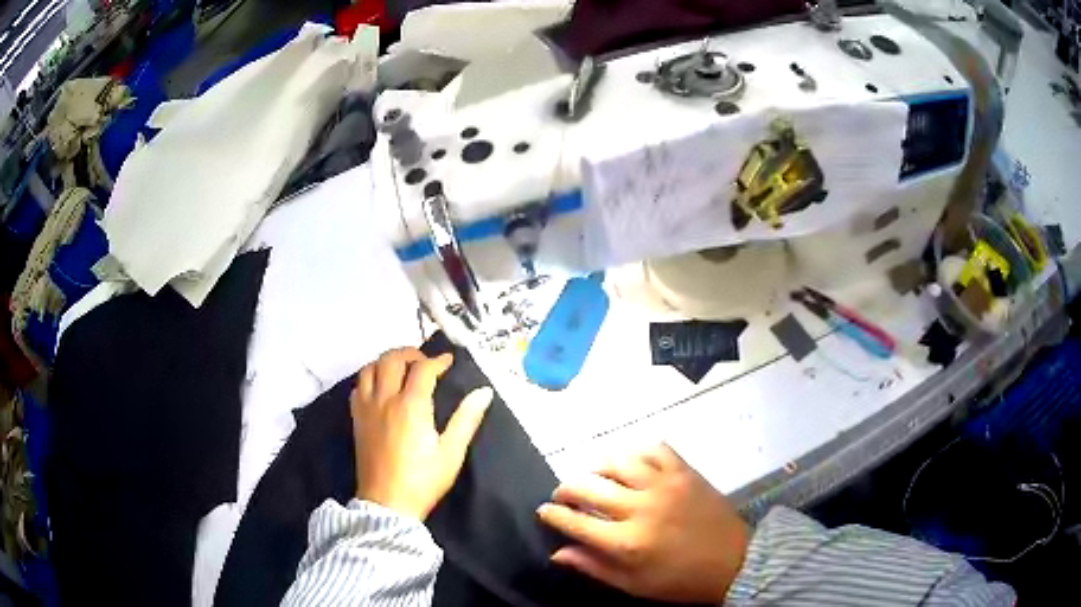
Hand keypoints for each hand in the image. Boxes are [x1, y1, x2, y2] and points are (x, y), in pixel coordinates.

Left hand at [352, 348, 492, 520]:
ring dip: (386, 361)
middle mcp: (385, 399)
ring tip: (401, 369)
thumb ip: (466, 419)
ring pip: (370, 368)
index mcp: (411, 406)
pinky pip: (358, 386)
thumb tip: (484, 392)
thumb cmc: (423, 480)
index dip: (438, 361)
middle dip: (410, 353)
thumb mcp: (451, 453)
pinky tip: (380, 388)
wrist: (387, 504)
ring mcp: (366, 408)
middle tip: (425, 362)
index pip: (423, 369)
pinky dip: (370, 378)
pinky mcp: (356, 419)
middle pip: (392, 359)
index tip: (450, 361)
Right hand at [537, 444, 749, 603]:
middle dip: (566, 489)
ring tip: (594, 477)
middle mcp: (641, 508)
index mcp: (627, 542)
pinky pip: (655, 449)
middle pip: (589, 486)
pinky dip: (637, 453)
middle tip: (563, 495)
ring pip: (617, 461)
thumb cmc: (679, 581)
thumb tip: (557, 552)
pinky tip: (631, 464)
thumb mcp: (634, 586)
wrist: (733, 562)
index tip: (543, 511)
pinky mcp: (685, 472)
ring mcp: (665, 485)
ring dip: (597, 467)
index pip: (575, 521)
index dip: (553, 514)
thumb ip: (594, 567)